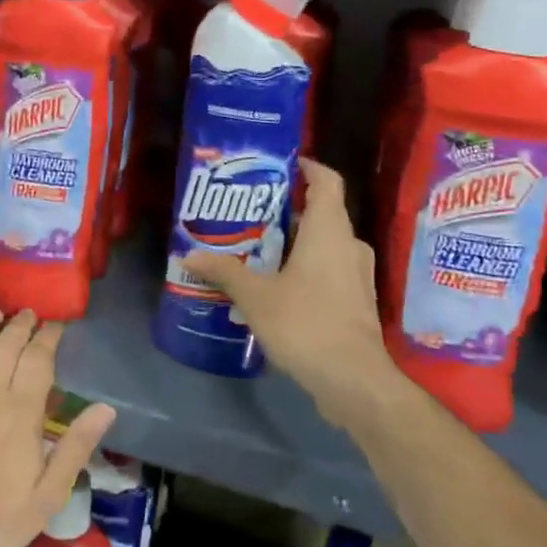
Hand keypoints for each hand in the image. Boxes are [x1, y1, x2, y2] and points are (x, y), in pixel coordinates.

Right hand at [183, 159, 401, 432]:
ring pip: (324, 244)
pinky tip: (275, 285)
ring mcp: (357, 276)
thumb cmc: (306, 323)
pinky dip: (304, 268)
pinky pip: (328, 270)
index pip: (327, 180)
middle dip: (286, 210)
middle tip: (249, 212)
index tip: (280, 165)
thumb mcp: (255, 296)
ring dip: (294, 242)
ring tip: (256, 248)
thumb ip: (224, 272)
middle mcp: (348, 245)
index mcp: (329, 230)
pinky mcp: (356, 302)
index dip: (306, 167)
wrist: (354, 381)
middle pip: (321, 212)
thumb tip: (189, 255)